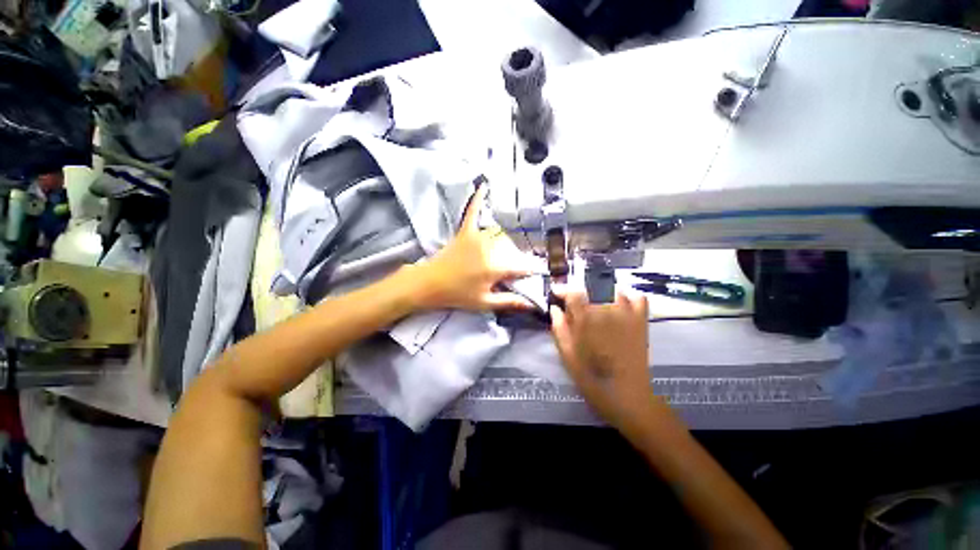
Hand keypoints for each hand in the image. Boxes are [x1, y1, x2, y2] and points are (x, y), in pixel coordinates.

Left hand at [415, 184, 534, 310]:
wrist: (429, 284)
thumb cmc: (458, 295)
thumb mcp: (485, 303)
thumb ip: (510, 301)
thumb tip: (534, 304)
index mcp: (496, 267)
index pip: (523, 266)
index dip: (531, 271)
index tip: (536, 273)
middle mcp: (490, 248)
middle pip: (513, 250)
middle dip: (515, 260)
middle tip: (510, 270)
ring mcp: (477, 237)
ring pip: (501, 234)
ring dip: (506, 243)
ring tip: (504, 253)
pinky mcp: (466, 231)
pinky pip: (473, 212)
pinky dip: (478, 199)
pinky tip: (484, 185)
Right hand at [550, 288, 653, 432]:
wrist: (627, 396)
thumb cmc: (591, 377)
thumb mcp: (567, 355)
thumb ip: (559, 328)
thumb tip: (554, 308)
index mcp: (586, 319)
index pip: (573, 292)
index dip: (562, 290)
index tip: (556, 293)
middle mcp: (607, 310)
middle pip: (592, 287)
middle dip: (579, 291)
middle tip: (574, 304)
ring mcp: (627, 314)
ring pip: (612, 289)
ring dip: (599, 291)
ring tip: (593, 302)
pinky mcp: (641, 321)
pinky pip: (637, 297)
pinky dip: (627, 294)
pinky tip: (618, 301)